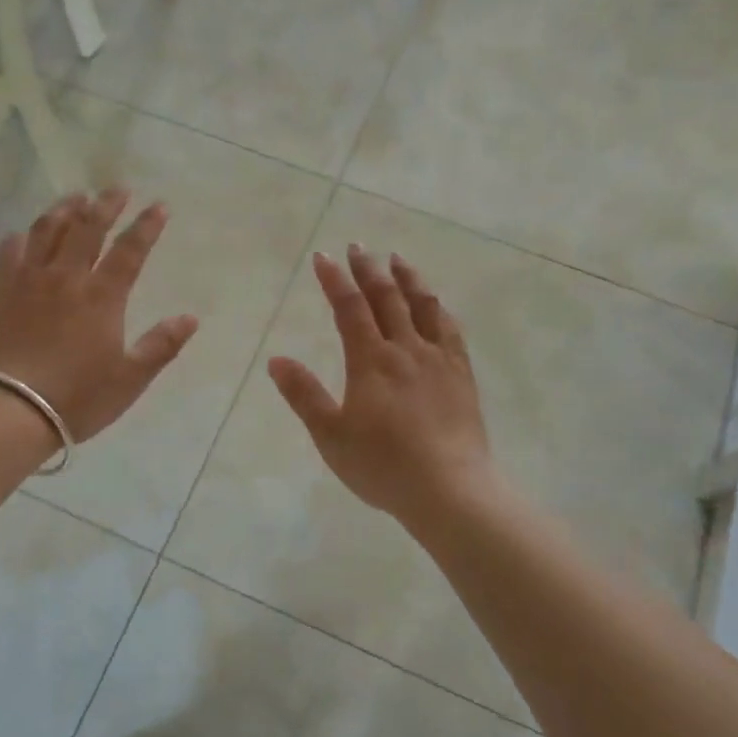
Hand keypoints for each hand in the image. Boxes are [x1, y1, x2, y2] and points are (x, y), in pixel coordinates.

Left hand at [0, 190, 198, 443]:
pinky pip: (10, 251)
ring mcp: (29, 280)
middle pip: (88, 228)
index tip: (159, 206)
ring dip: (65, 209)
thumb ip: (161, 345)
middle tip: (117, 189)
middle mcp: (67, 277)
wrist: (11, 409)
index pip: (130, 250)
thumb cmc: (78, 397)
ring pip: (48, 230)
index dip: (147, 226)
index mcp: (102, 296)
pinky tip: (25, 232)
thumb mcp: (130, 379)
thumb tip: (191, 318)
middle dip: (106, 205)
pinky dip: (22, 236)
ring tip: (76, 198)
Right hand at [268, 246, 494, 524]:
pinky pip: (450, 330)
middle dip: (369, 270)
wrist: (449, 489)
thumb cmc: (382, 465)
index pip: (350, 308)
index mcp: (371, 361)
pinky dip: (439, 309)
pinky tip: (436, 304)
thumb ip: (303, 395)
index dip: (335, 280)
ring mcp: (438, 360)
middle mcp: (406, 350)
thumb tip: (276, 359)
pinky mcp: (461, 376)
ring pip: (423, 307)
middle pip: (387, 298)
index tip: (322, 257)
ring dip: (408, 279)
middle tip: (357, 247)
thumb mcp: (330, 435)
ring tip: (397, 259)